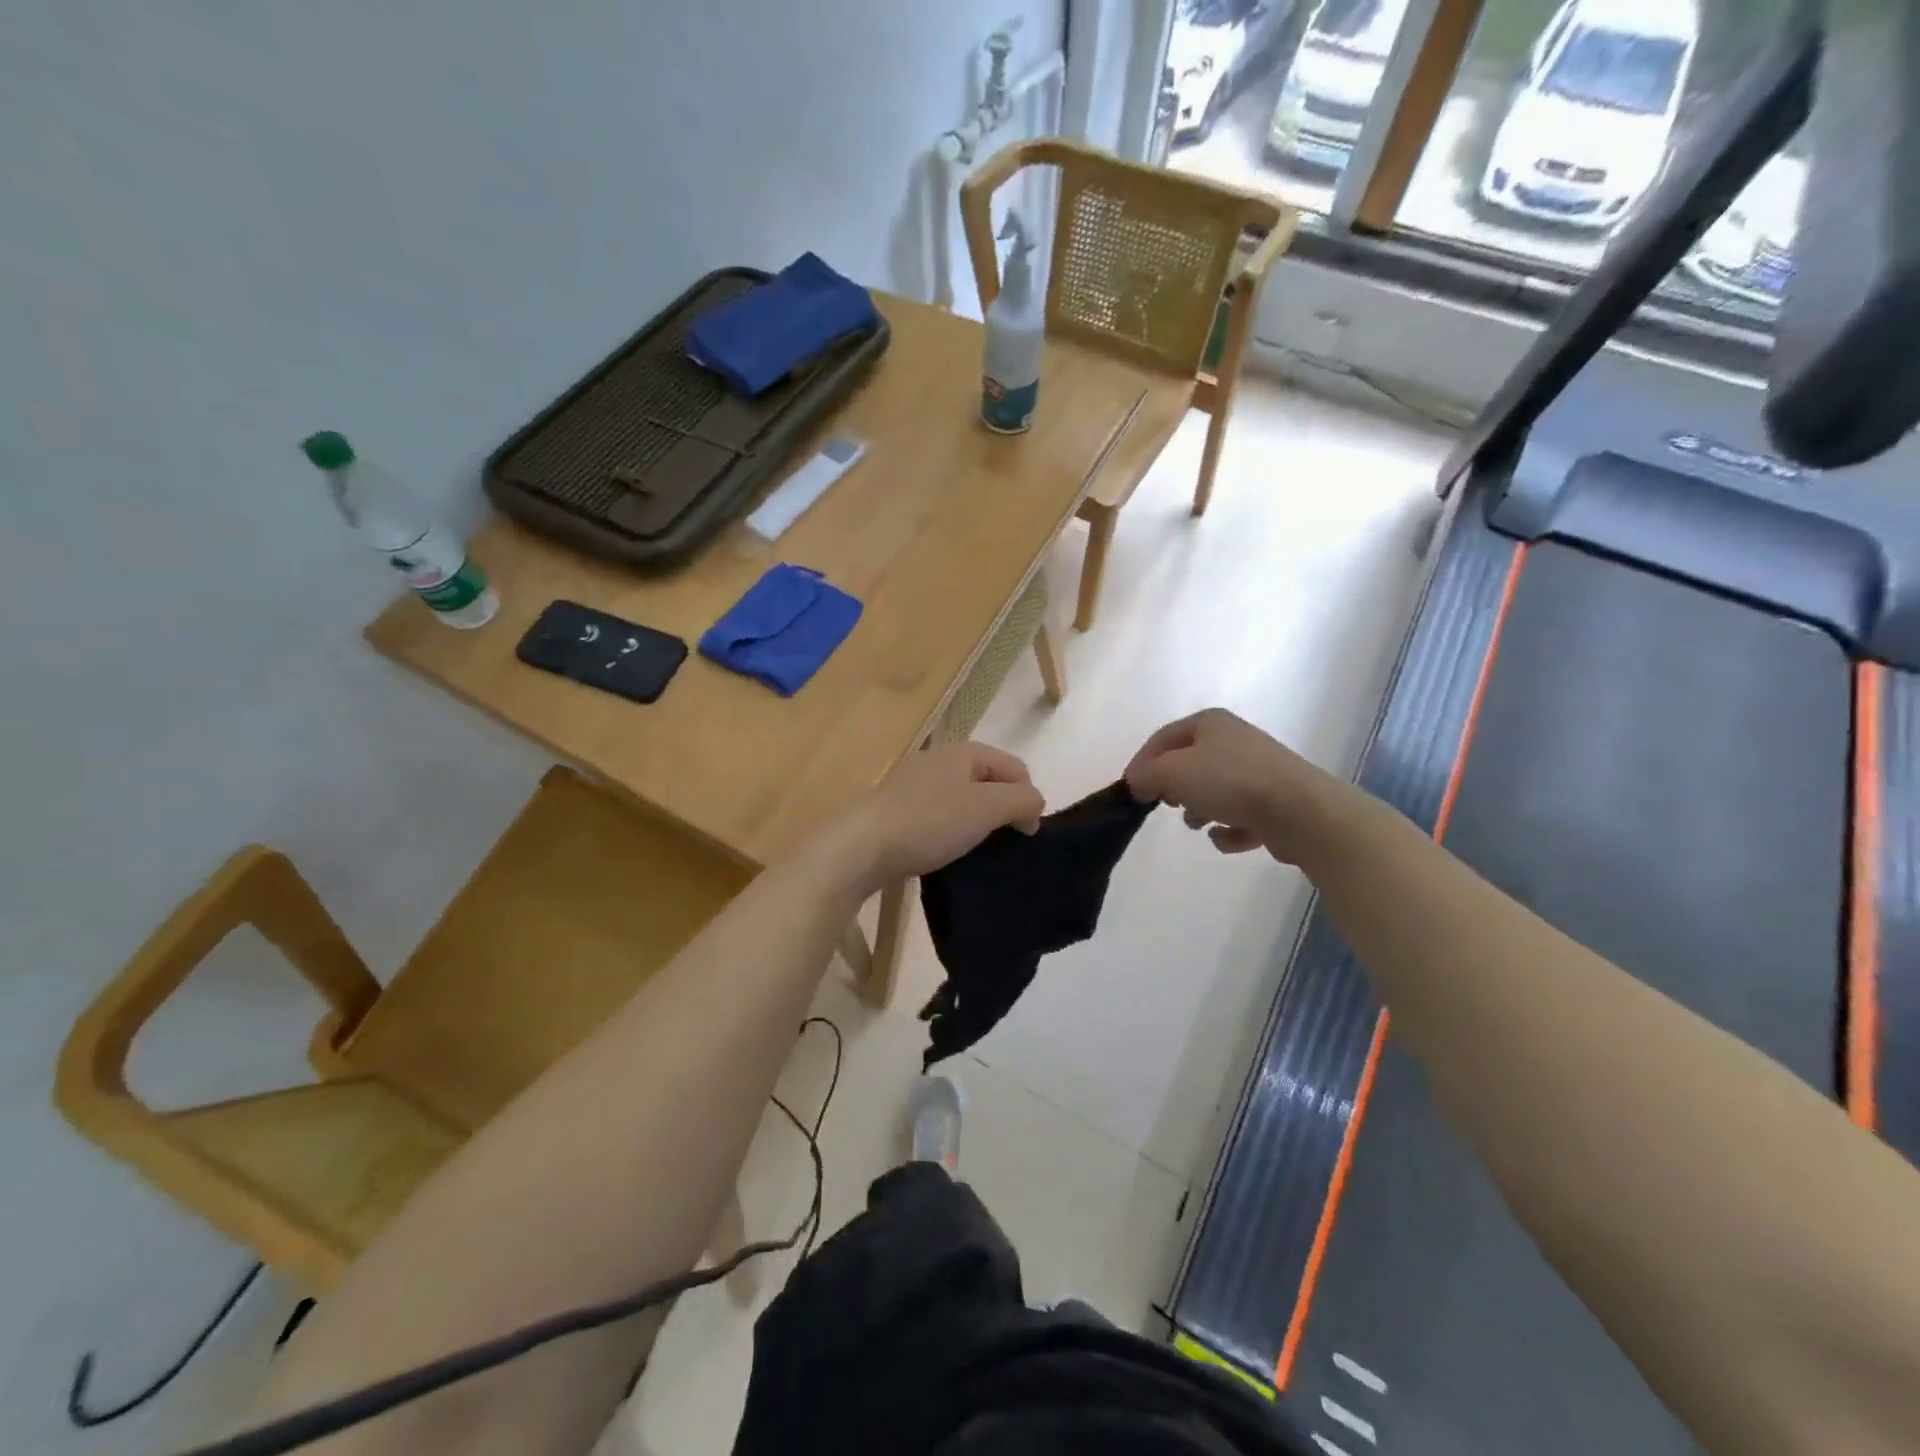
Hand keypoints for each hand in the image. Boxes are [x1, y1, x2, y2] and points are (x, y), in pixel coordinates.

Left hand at [838, 743, 1044, 889]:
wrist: (862, 847)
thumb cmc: (930, 822)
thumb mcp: (986, 808)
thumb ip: (1021, 800)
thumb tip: (1035, 803)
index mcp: (962, 752)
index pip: (1014, 766)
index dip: (1029, 797)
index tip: (1027, 834)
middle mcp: (938, 760)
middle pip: (988, 780)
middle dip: (1003, 808)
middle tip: (1005, 842)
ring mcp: (914, 783)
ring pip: (962, 798)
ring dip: (977, 821)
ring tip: (979, 849)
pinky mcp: (898, 809)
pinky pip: (939, 814)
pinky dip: (951, 829)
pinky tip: (947, 851)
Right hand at [1125, 708, 1347, 865]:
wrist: (1300, 811)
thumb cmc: (1230, 781)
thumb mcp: (1173, 772)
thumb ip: (1146, 775)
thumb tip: (1137, 783)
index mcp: (1210, 723)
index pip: (1163, 738)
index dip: (1142, 762)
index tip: (1131, 790)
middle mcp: (1235, 740)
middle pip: (1189, 763)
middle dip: (1174, 787)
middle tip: (1166, 805)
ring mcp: (1259, 770)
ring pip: (1215, 789)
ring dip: (1200, 810)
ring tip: (1200, 824)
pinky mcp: (1276, 802)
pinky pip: (1240, 815)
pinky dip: (1229, 829)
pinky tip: (1227, 837)